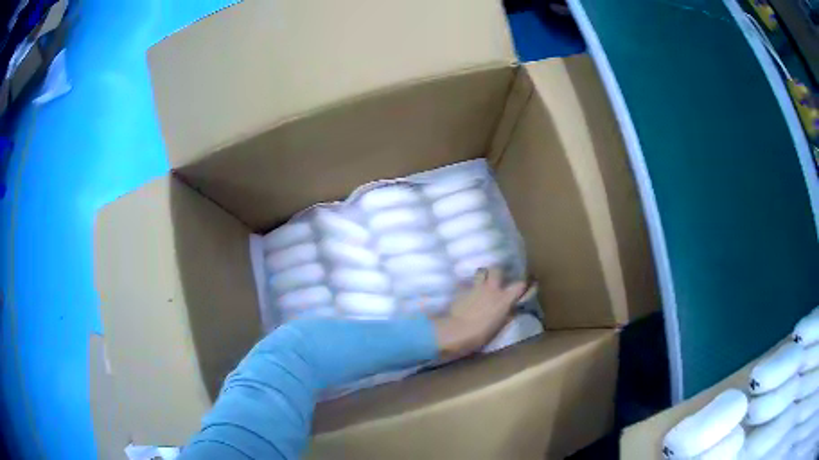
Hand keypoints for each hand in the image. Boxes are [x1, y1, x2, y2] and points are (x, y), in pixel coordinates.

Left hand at [433, 268, 527, 359]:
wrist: (457, 332)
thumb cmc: (481, 334)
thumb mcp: (500, 326)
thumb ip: (507, 315)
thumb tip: (513, 309)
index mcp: (504, 298)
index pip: (520, 285)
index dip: (522, 285)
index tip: (523, 287)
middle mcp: (492, 288)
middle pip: (497, 270)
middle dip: (498, 273)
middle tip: (497, 281)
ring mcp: (476, 287)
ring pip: (481, 271)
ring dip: (483, 275)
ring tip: (482, 282)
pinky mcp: (462, 290)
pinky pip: (468, 283)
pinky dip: (470, 287)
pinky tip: (468, 293)